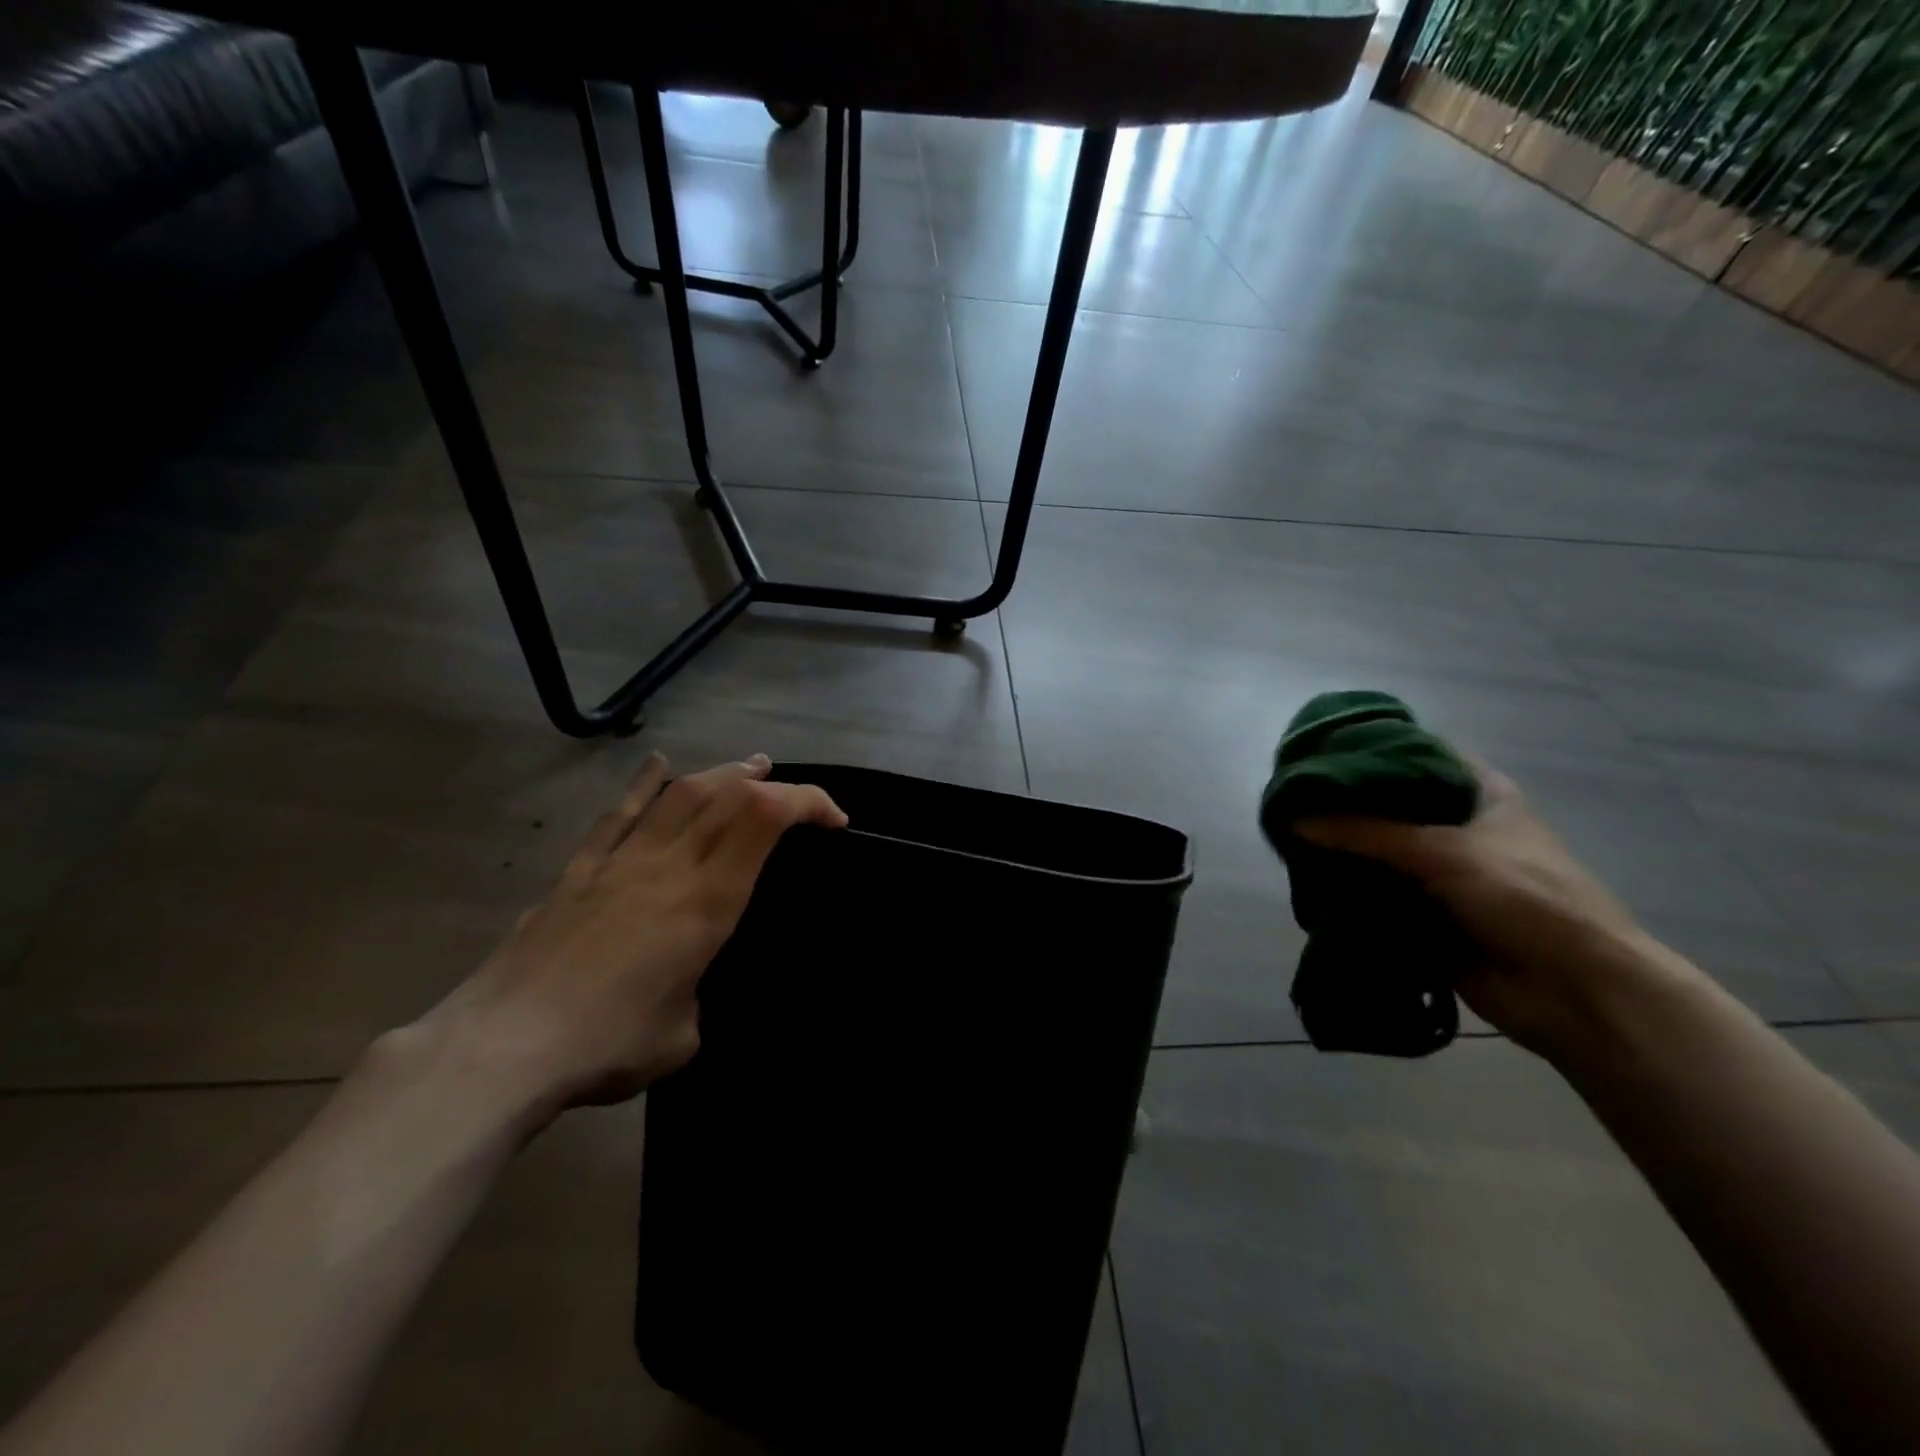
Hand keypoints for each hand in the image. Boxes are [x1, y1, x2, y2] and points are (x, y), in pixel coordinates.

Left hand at [411, 752, 845, 1115]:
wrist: (501, 1048)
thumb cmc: (607, 1045)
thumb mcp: (682, 1036)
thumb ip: (697, 997)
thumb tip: (685, 988)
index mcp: (706, 901)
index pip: (766, 820)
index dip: (808, 802)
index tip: (834, 820)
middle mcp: (669, 865)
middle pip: (728, 796)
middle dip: (773, 786)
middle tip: (796, 796)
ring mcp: (620, 861)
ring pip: (680, 794)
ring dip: (722, 775)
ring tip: (749, 768)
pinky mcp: (579, 871)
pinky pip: (619, 814)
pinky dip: (645, 784)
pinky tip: (660, 765)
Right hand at [1294, 762, 1652, 1055]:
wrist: (1572, 990)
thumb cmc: (1523, 897)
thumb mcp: (1442, 851)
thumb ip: (1366, 832)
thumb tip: (1294, 819)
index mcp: (1479, 794)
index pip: (1417, 754)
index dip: (1371, 749)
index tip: (1319, 749)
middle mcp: (1459, 827)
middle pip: (1391, 806)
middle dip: (1344, 805)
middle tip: (1289, 796)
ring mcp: (1442, 873)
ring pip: (1379, 853)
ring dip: (1341, 851)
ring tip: (1285, 835)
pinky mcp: (1427, 914)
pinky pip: (1377, 895)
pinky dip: (1348, 891)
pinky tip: (1305, 880)